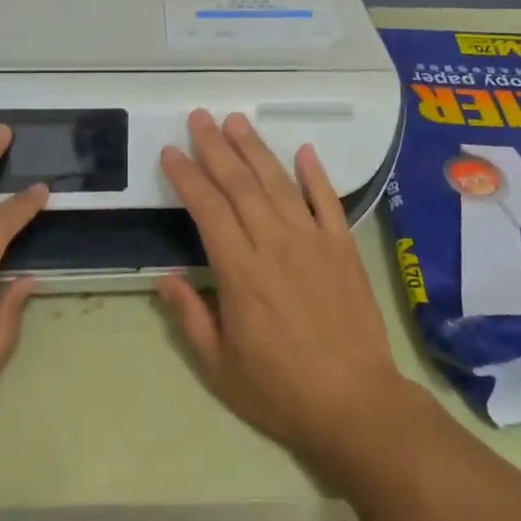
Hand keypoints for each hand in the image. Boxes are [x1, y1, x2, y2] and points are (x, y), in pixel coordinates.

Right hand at [156, 110, 418, 474]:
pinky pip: (328, 201)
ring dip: (256, 149)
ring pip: (279, 183)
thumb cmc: (280, 390)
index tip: (172, 152)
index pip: (208, 210)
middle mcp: (275, 244)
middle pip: (241, 185)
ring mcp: (314, 241)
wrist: (355, 403)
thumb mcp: (221, 367)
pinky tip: (304, 150)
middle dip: (217, 147)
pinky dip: (315, 174)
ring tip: (237, 121)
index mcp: (241, 272)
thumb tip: (164, 277)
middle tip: (200, 116)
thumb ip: (191, 317)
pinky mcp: (344, 247)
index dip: (188, 177)